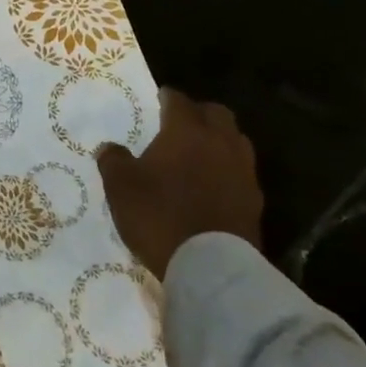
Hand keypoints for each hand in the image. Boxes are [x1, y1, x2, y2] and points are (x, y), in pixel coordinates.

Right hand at [96, 89, 263, 277]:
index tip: (158, 100)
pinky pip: (242, 172)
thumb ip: (113, 161)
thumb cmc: (160, 216)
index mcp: (186, 131)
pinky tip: (214, 186)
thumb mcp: (121, 187)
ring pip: (235, 140)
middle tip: (181, 125)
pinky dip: (229, 171)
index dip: (166, 97)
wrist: (212, 269)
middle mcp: (219, 142)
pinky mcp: (255, 201)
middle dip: (199, 113)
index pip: (178, 100)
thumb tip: (110, 148)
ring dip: (219, 141)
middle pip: (216, 113)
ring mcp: (242, 171)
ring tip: (201, 155)